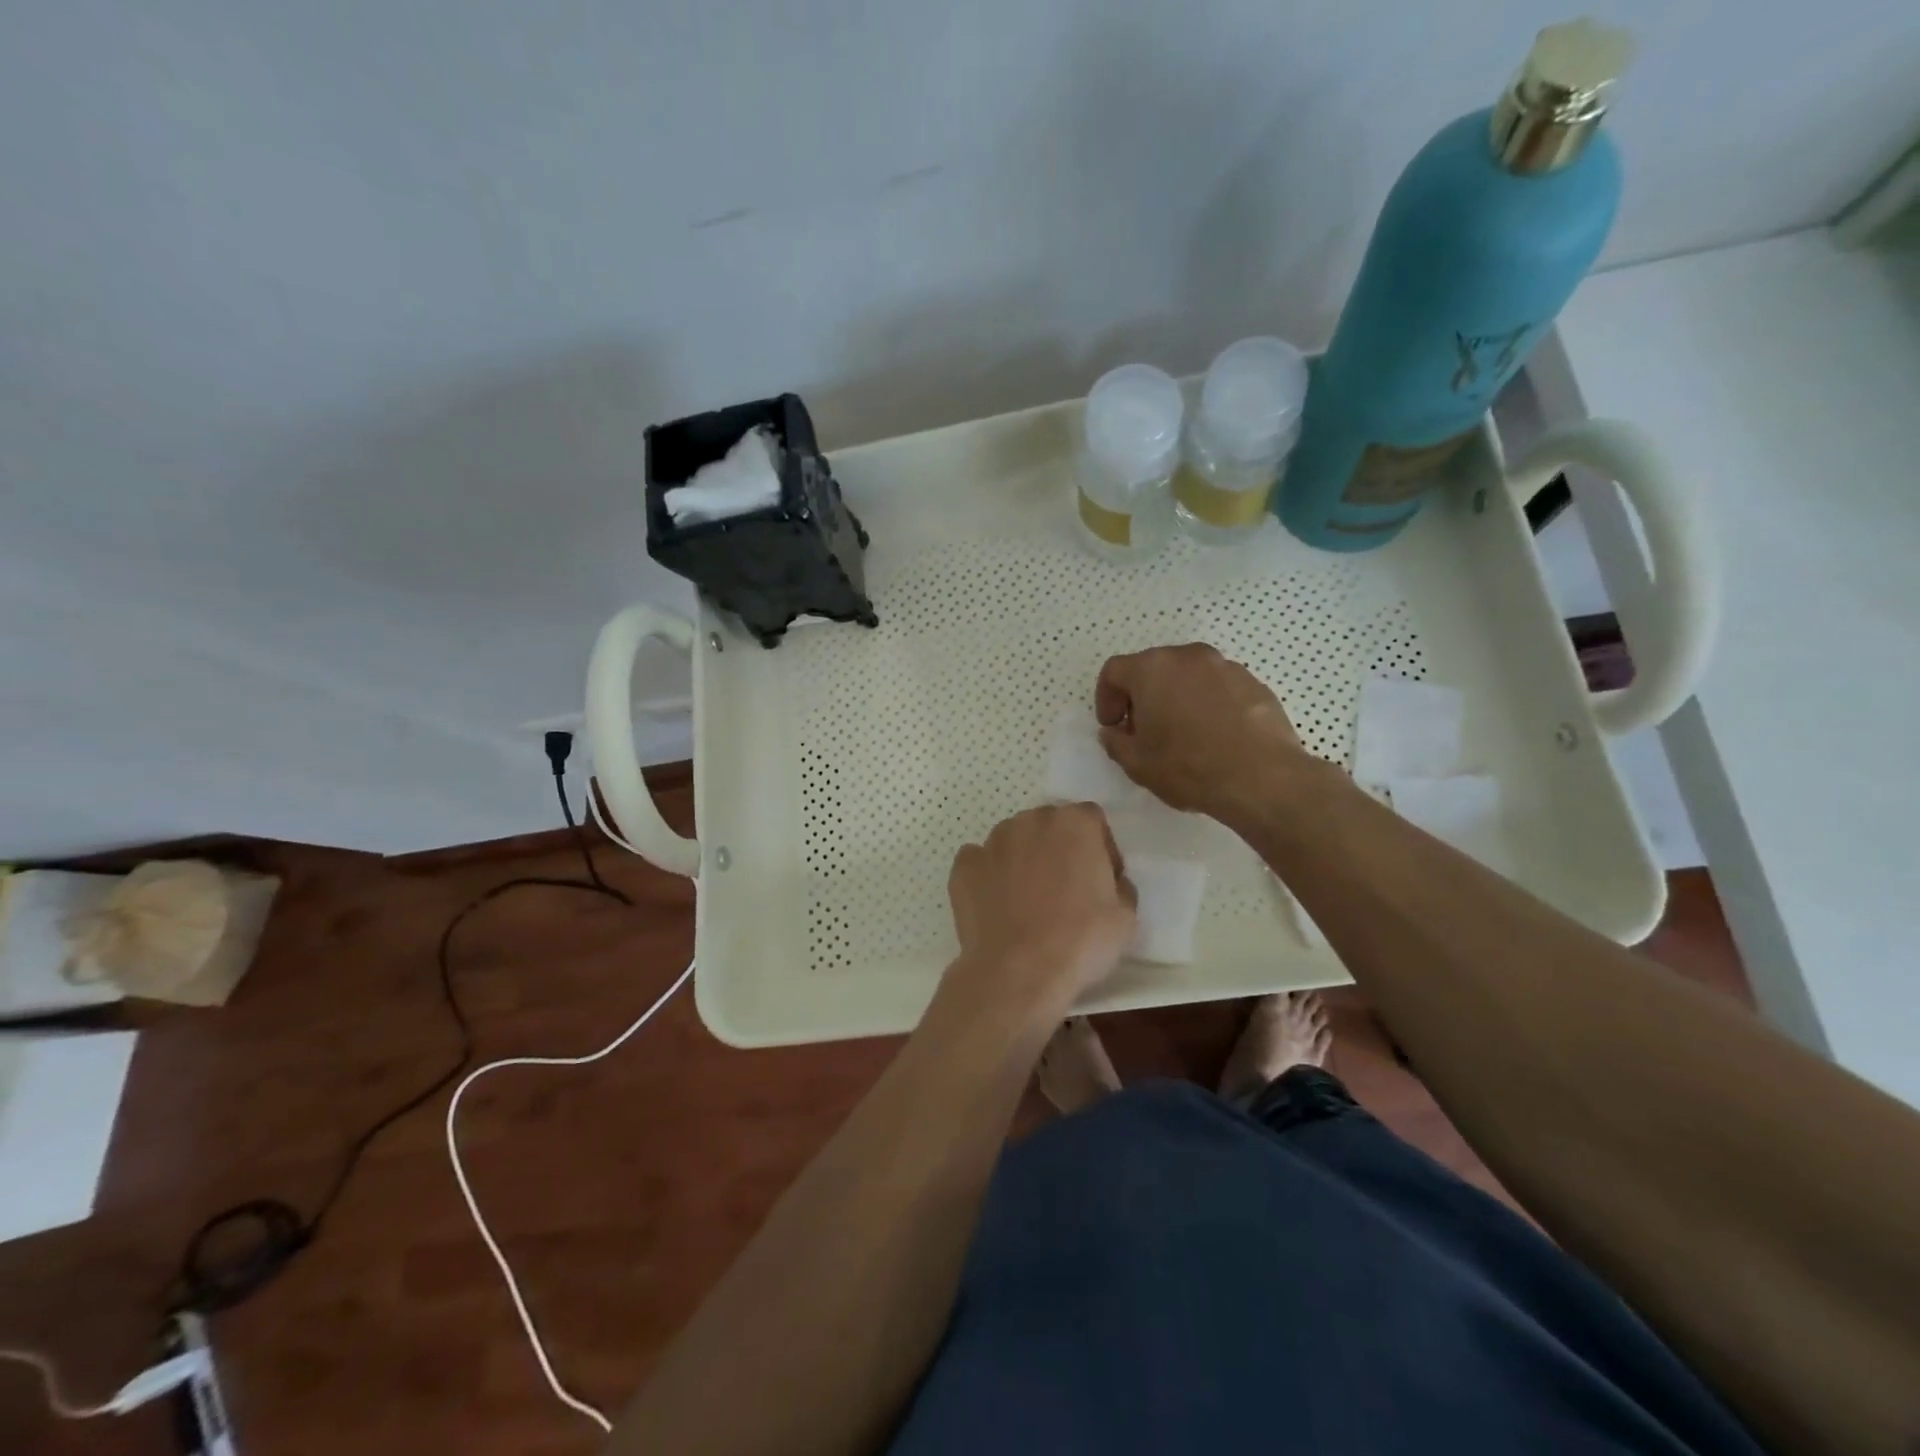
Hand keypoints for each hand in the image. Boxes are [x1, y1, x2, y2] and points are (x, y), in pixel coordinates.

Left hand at [946, 804, 1136, 1015]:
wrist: (1018, 970)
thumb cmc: (1080, 940)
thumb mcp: (1126, 915)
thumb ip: (1118, 883)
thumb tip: (1106, 880)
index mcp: (1075, 823)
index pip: (1092, 821)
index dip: (1100, 849)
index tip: (1101, 880)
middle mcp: (1031, 820)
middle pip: (1050, 826)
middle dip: (1059, 850)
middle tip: (1065, 891)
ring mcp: (992, 841)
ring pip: (1014, 841)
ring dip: (1023, 860)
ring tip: (1028, 902)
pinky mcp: (964, 865)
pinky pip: (981, 862)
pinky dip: (989, 876)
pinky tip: (997, 905)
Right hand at [1095, 644, 1308, 821]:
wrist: (1262, 777)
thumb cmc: (1188, 766)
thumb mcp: (1137, 763)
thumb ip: (1115, 742)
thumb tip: (1114, 733)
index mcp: (1151, 669)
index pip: (1115, 671)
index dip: (1106, 699)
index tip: (1113, 727)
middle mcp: (1187, 657)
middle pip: (1153, 669)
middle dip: (1142, 697)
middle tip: (1144, 731)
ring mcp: (1225, 666)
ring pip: (1188, 676)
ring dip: (1177, 698)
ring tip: (1182, 734)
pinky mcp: (1254, 683)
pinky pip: (1218, 688)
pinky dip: (1208, 704)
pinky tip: (1214, 737)